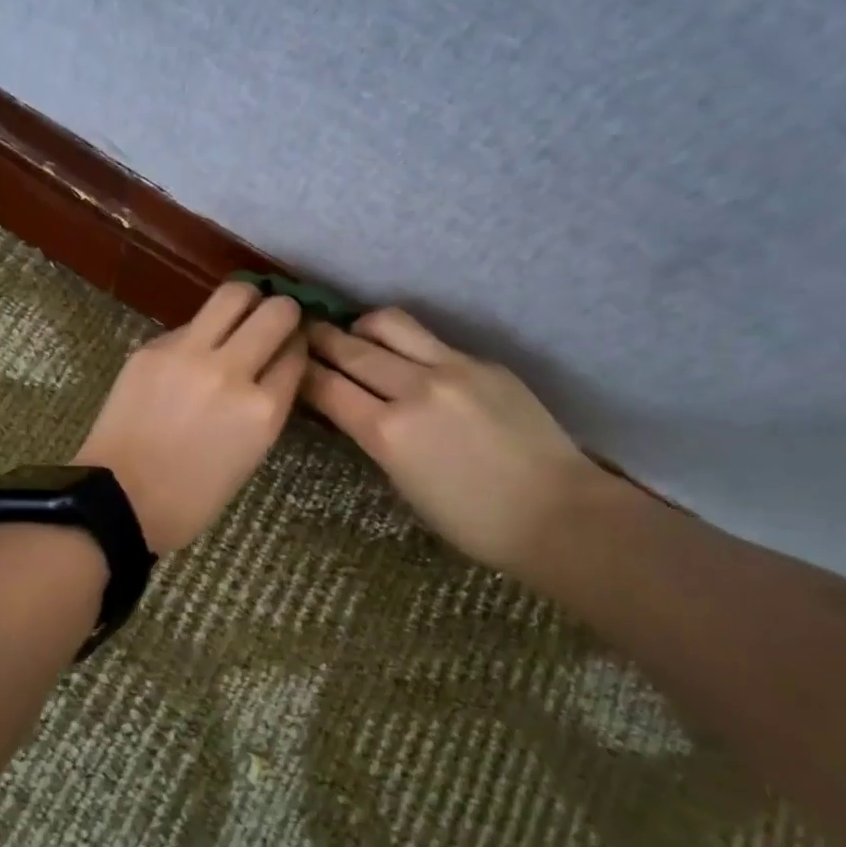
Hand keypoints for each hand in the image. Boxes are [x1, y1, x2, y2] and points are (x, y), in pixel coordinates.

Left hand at [75, 281, 306, 553]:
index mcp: (263, 411)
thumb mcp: (249, 457)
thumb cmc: (190, 498)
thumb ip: (266, 407)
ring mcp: (189, 354)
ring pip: (234, 295)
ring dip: (247, 301)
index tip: (290, 347)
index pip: (296, 354)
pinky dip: (200, 332)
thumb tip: (271, 368)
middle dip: (283, 312)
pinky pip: (189, 324)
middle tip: (273, 321)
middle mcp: (232, 372)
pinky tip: (191, 353)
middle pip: (276, 312)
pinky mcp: (152, 348)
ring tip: (241, 315)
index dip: (297, 347)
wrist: (118, 500)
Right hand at [303, 308, 603, 572]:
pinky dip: (404, 343)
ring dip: (361, 327)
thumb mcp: (404, 486)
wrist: (556, 512)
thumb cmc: (472, 521)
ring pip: (390, 325)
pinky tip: (405, 356)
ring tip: (355, 335)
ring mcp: (452, 368)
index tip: (288, 364)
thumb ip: (375, 438)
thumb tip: (353, 410)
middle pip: (351, 349)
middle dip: (320, 339)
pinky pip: (430, 340)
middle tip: (303, 333)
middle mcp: (414, 389)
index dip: (302, 373)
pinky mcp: (482, 362)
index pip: (328, 388)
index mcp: (388, 433)